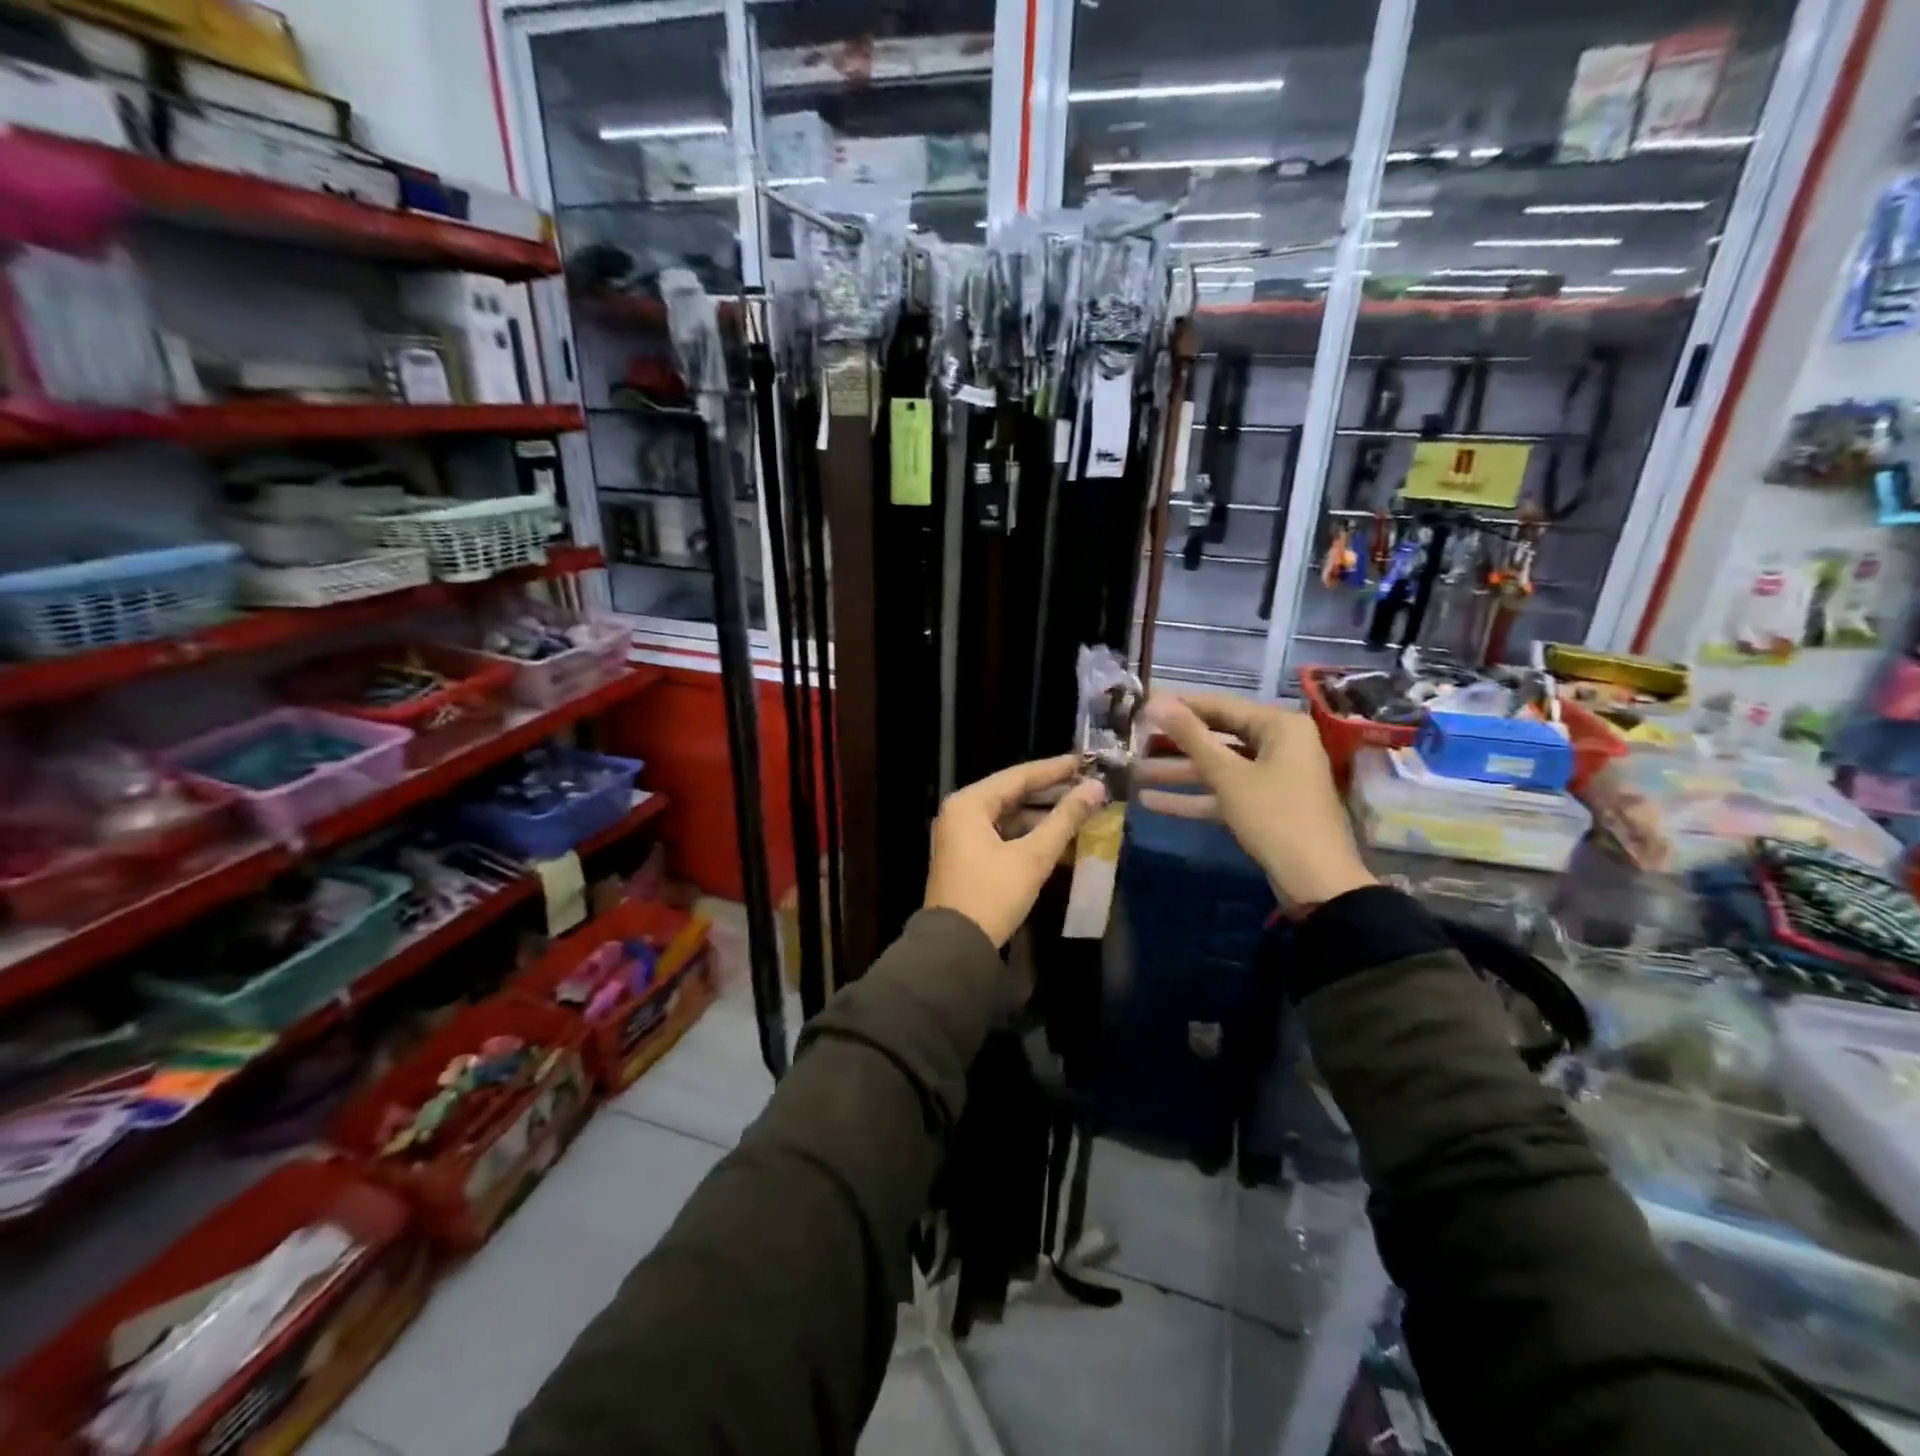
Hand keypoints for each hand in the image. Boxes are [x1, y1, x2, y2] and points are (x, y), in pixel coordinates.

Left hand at [926, 755, 1108, 947]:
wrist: (955, 948)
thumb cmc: (992, 895)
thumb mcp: (1032, 857)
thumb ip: (1064, 819)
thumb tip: (1096, 788)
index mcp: (969, 804)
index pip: (1018, 776)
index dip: (1055, 769)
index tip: (1087, 762)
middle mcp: (961, 812)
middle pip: (1013, 794)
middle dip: (1051, 793)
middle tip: (1088, 787)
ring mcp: (961, 835)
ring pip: (1009, 816)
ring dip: (1043, 817)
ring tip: (1081, 814)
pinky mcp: (967, 856)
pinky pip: (1003, 835)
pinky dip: (1029, 836)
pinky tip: (1059, 841)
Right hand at [1140, 692, 1374, 906]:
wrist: (1316, 881)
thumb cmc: (1274, 815)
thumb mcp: (1228, 775)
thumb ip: (1191, 737)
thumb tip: (1156, 702)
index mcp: (1279, 726)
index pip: (1221, 705)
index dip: (1181, 704)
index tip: (1143, 703)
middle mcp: (1279, 744)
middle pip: (1218, 735)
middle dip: (1176, 741)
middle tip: (1135, 737)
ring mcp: (1272, 777)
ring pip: (1218, 767)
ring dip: (1178, 772)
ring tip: (1135, 772)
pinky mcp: (1263, 806)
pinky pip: (1224, 792)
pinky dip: (1194, 796)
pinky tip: (1151, 801)